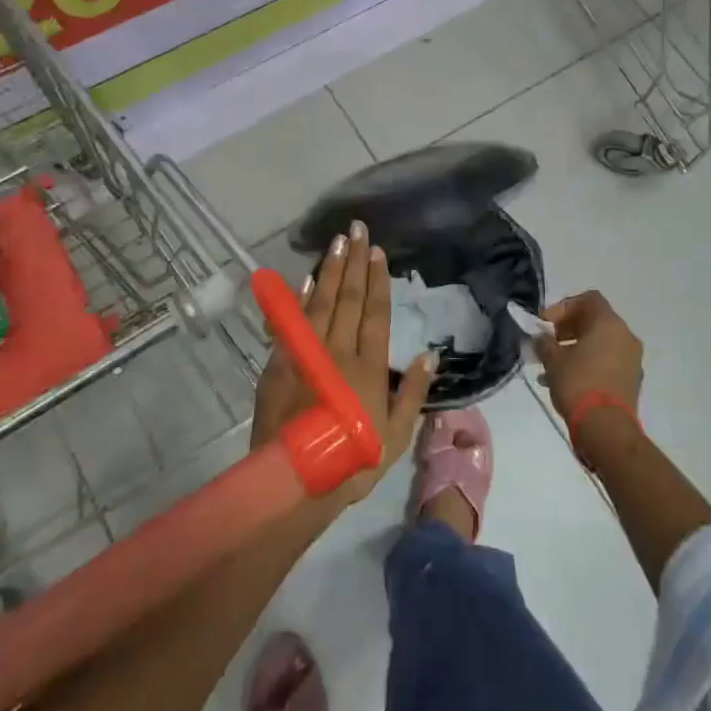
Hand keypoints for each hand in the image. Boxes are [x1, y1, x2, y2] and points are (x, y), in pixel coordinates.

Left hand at [250, 222, 433, 504]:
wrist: (296, 481)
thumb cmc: (352, 461)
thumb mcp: (396, 436)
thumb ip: (412, 393)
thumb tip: (430, 354)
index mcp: (368, 367)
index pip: (375, 313)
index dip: (377, 280)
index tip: (378, 252)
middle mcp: (338, 352)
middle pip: (348, 298)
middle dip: (354, 261)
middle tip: (357, 229)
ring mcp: (306, 354)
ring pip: (320, 302)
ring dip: (329, 269)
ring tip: (337, 242)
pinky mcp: (280, 363)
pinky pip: (293, 322)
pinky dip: (300, 298)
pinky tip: (306, 279)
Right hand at [534, 290, 642, 423]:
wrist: (606, 429)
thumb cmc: (578, 384)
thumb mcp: (553, 360)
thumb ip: (544, 342)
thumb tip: (541, 338)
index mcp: (609, 323)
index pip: (588, 299)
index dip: (564, 307)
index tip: (546, 323)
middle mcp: (626, 336)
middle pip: (595, 320)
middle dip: (568, 329)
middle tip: (548, 342)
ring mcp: (632, 359)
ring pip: (601, 343)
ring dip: (576, 348)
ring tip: (552, 366)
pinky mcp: (632, 380)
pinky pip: (607, 362)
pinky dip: (588, 364)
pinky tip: (567, 381)